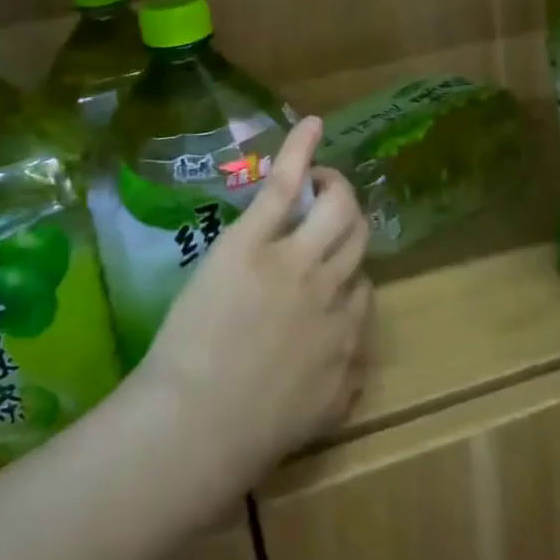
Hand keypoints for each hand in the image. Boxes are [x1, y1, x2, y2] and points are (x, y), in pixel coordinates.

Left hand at [138, 117, 371, 493]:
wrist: (195, 427)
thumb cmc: (245, 436)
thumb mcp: (315, 421)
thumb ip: (343, 390)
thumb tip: (354, 369)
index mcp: (348, 337)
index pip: (364, 290)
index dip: (346, 276)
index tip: (326, 276)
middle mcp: (333, 291)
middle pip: (358, 238)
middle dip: (348, 220)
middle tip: (327, 214)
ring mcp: (296, 260)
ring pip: (337, 208)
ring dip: (334, 187)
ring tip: (320, 181)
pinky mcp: (255, 240)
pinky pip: (287, 186)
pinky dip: (302, 151)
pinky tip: (312, 124)